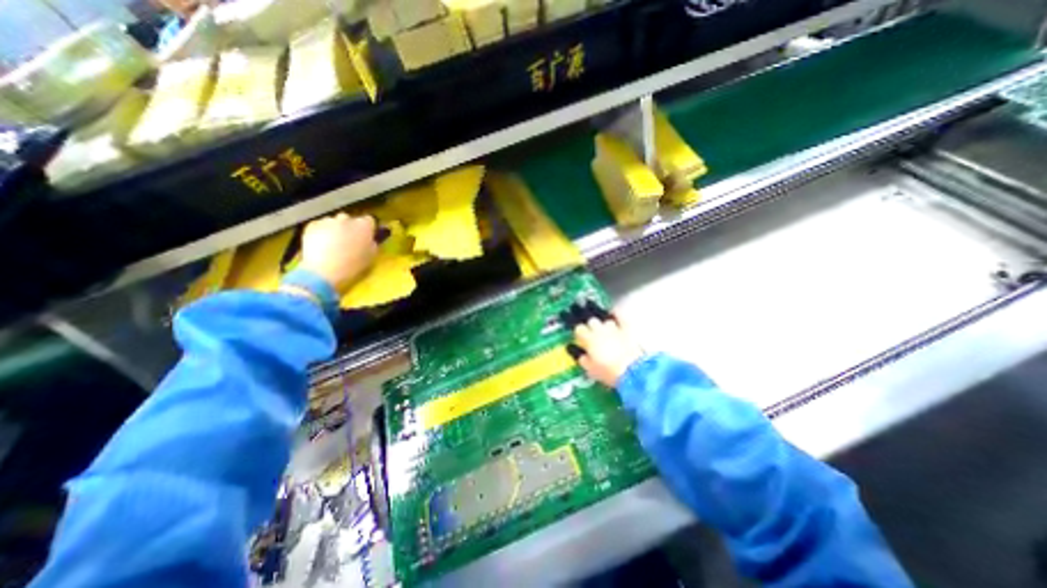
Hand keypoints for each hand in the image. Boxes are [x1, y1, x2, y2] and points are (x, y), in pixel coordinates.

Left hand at [298, 213, 380, 293]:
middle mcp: (346, 219)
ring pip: (334, 222)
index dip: (367, 228)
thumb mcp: (371, 256)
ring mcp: (328, 221)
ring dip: (335, 229)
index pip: (369, 220)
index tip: (365, 236)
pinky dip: (322, 232)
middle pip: (350, 219)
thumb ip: (371, 244)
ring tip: (333, 244)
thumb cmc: (352, 265)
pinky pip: (320, 226)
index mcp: (363, 226)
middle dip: (350, 227)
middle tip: (348, 241)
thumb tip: (369, 240)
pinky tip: (322, 244)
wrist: (323, 270)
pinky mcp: (312, 225)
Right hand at [569, 302, 641, 389]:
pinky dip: (616, 314)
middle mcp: (600, 330)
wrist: (632, 371)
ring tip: (606, 330)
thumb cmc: (609, 372)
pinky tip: (615, 314)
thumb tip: (580, 354)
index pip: (579, 329)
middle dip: (591, 326)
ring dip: (604, 324)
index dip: (579, 332)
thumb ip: (582, 359)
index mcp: (589, 339)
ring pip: (606, 320)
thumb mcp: (591, 369)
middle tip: (593, 334)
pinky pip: (620, 316)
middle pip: (592, 321)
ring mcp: (614, 328)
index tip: (580, 337)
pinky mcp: (627, 329)